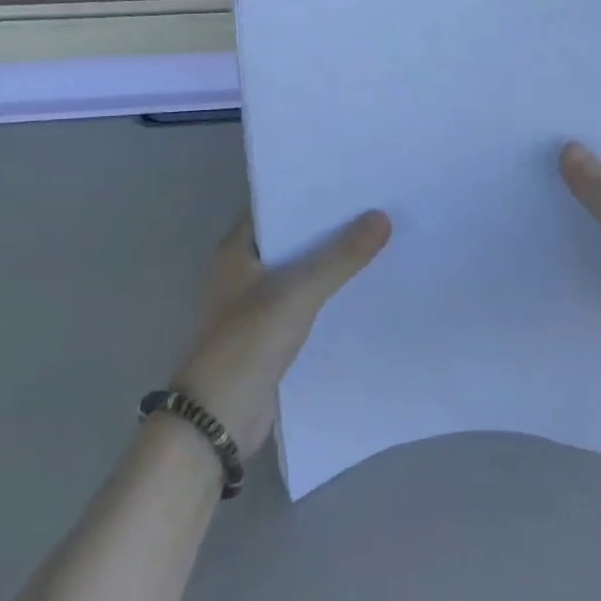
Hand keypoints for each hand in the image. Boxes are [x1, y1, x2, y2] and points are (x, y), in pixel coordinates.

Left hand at [170, 210, 390, 457]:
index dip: (313, 192)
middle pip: (295, 238)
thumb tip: (382, 217)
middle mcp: (245, 271)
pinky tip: (367, 287)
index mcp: (238, 250)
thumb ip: (340, 257)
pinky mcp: (272, 334)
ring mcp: (258, 304)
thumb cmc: (247, 344)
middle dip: (332, 226)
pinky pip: (308, 303)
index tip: (355, 180)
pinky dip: (332, 294)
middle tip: (380, 205)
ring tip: (384, 240)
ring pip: (304, 272)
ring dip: (335, 262)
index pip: (278, 205)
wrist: (217, 421)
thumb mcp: (297, 293)